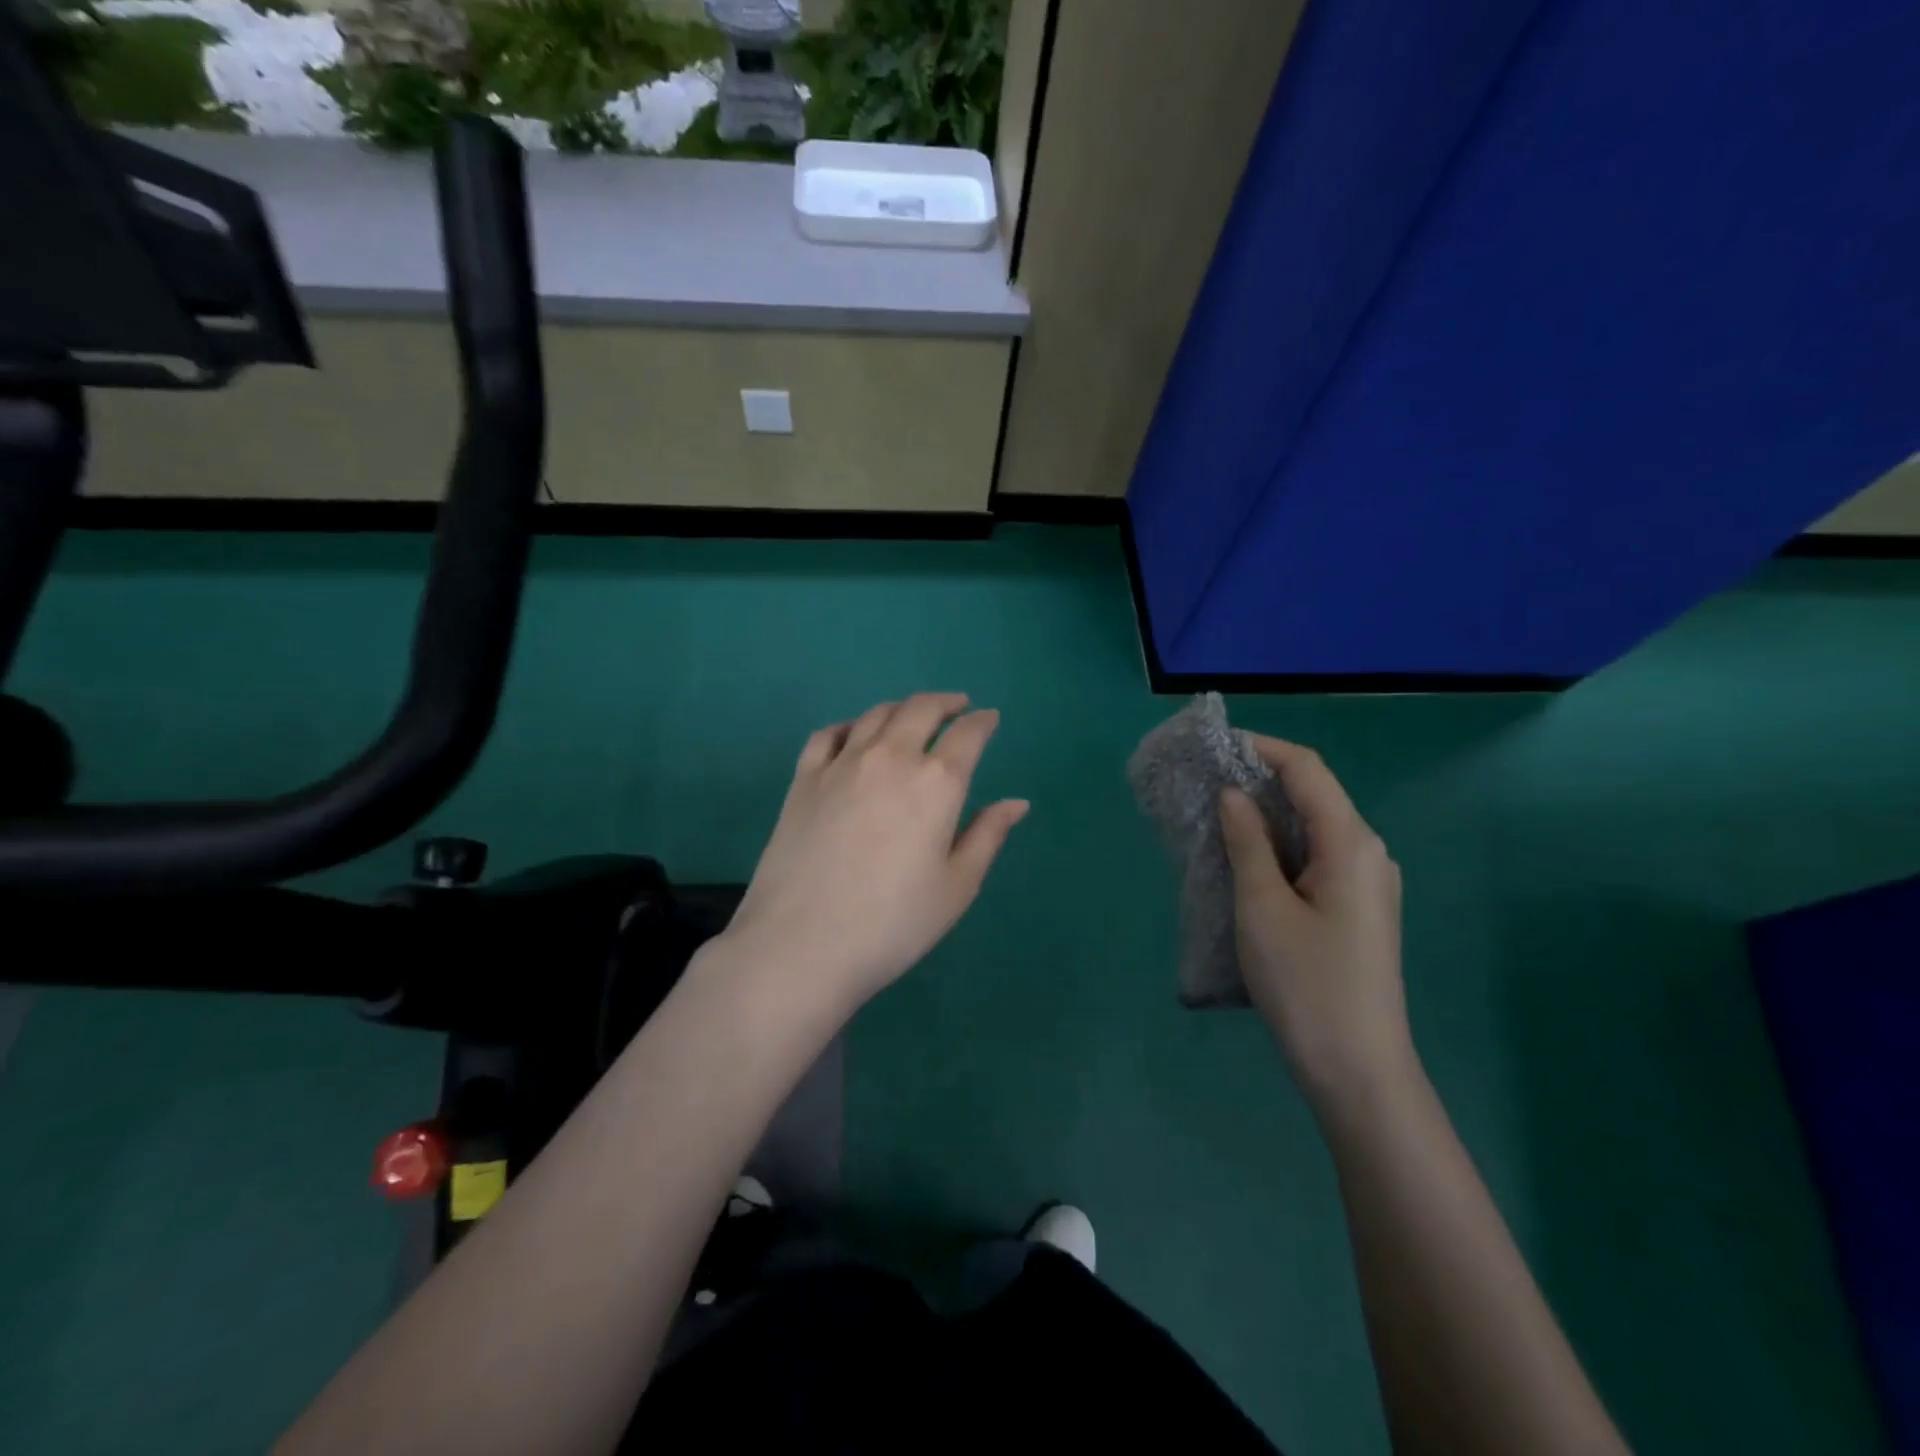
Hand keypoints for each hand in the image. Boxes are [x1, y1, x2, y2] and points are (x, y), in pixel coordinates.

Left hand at [721, 694, 1028, 1014]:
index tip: (990, 719)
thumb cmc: (893, 923)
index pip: (968, 735)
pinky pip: (829, 734)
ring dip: (902, 708)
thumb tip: (1017, 803)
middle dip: (945, 703)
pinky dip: (851, 725)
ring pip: (876, 715)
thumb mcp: (956, 886)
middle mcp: (891, 758)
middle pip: (921, 709)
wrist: (802, 944)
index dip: (983, 722)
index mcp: (936, 782)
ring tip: (912, 715)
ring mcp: (842, 764)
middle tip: (957, 706)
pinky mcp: (803, 778)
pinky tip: (855, 735)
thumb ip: (988, 836)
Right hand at [1219, 736, 1416, 1114]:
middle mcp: (1369, 852)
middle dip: (1261, 779)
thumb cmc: (1305, 983)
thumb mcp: (1262, 906)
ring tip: (1217, 817)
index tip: (1215, 746)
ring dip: (1268, 815)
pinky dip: (1280, 845)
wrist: (1357, 1068)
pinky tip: (1247, 859)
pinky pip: (1317, 856)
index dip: (1262, 748)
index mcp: (1352, 843)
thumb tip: (1233, 793)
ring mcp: (1368, 882)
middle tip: (1206, 782)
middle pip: (1314, 794)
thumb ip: (1248, 841)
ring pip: (1314, 827)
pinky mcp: (1359, 907)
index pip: (1308, 769)